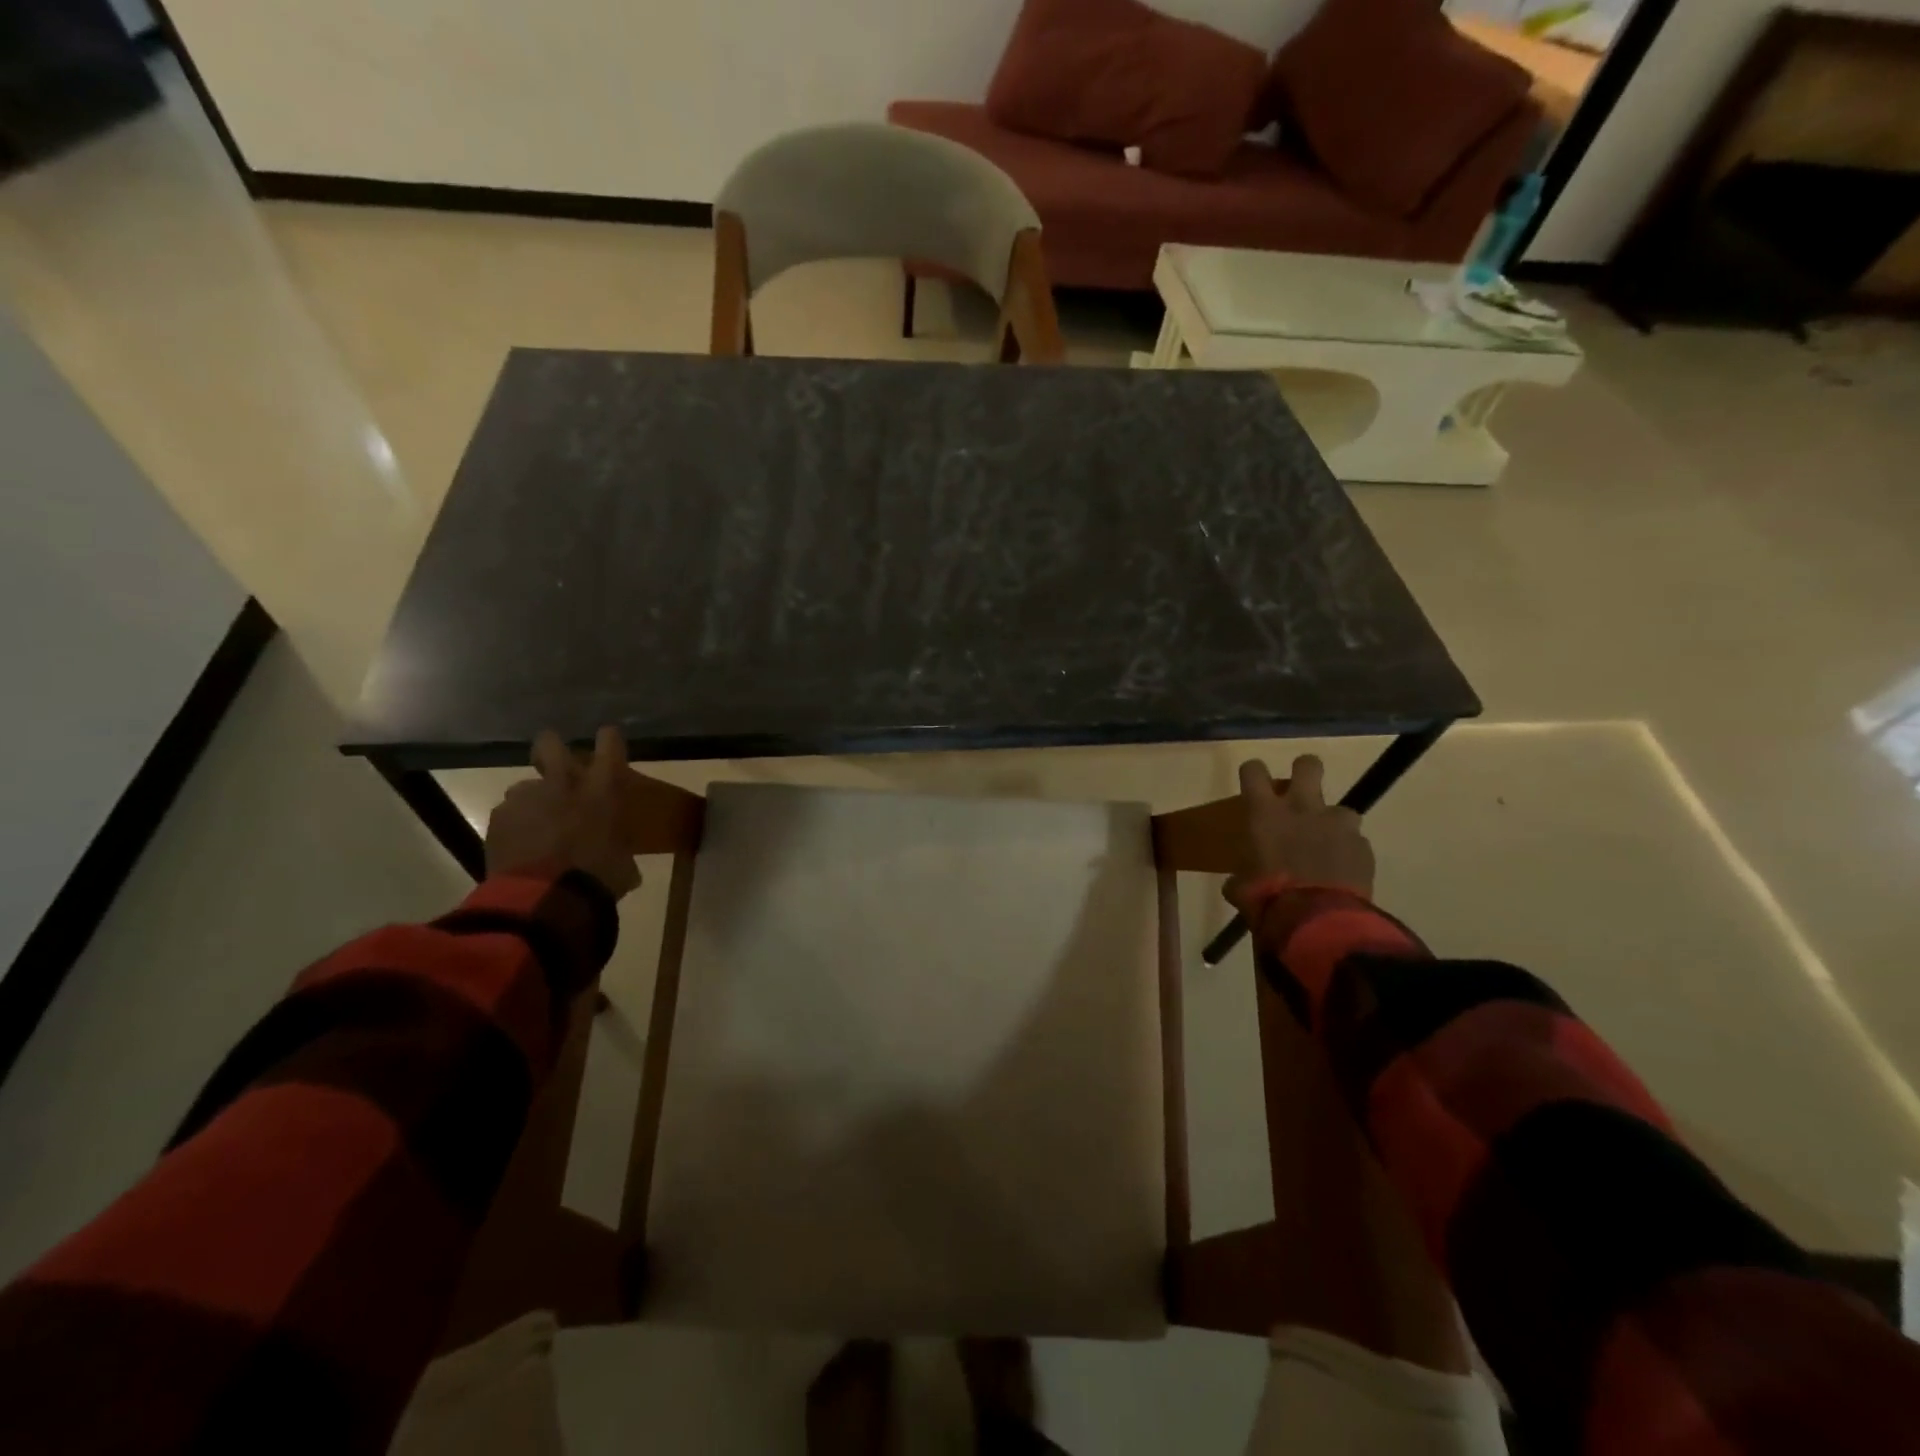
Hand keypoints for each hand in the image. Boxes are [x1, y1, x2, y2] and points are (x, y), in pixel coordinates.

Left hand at [484, 727, 643, 898]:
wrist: (543, 899)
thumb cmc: (597, 878)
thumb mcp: (623, 866)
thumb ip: (620, 851)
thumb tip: (622, 862)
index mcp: (602, 789)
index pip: (609, 743)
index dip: (609, 740)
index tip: (608, 741)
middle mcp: (563, 783)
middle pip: (550, 744)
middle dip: (551, 749)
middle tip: (556, 766)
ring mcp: (526, 799)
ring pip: (524, 786)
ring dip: (532, 800)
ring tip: (536, 825)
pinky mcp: (498, 820)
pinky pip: (508, 815)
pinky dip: (514, 827)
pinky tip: (520, 847)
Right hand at [1224, 755, 1373, 920]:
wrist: (1318, 921)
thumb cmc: (1268, 899)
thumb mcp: (1242, 889)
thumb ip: (1241, 878)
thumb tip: (1238, 883)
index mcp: (1265, 814)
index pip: (1254, 771)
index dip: (1253, 772)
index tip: (1254, 782)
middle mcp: (1302, 808)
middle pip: (1308, 765)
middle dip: (1305, 771)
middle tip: (1300, 791)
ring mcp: (1337, 825)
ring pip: (1341, 809)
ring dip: (1333, 824)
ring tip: (1328, 848)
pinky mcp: (1363, 847)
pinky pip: (1356, 842)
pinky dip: (1349, 854)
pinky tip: (1342, 875)